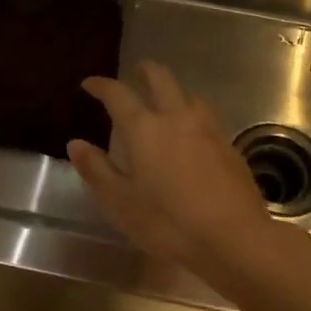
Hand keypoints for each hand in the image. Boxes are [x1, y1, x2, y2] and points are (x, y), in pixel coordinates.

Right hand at [67, 60, 278, 279]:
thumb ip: (97, 170)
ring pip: (189, 95)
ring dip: (173, 90)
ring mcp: (208, 130)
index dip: (102, 85)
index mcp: (144, 129)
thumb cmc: (168, 223)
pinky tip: (192, 133)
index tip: (90, 84)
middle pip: (162, 80)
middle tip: (135, 72)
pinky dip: (192, 113)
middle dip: (145, 71)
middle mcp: (177, 119)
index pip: (118, 94)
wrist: (235, 239)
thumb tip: (76, 144)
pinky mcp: (230, 147)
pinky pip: (207, 117)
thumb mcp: (120, 203)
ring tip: (165, 101)